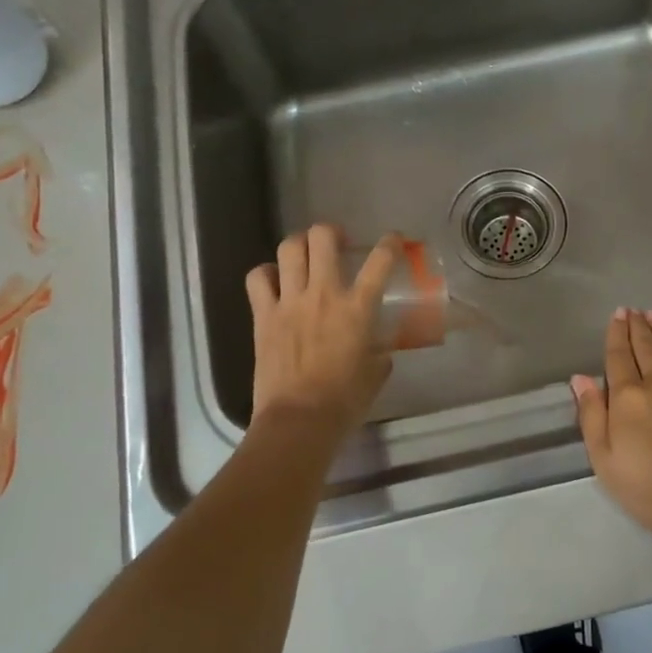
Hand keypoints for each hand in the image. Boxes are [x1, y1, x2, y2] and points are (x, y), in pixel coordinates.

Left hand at [246, 226, 398, 432]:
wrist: (298, 420)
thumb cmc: (344, 401)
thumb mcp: (375, 373)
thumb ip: (379, 352)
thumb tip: (379, 349)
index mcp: (357, 308)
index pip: (380, 261)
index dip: (391, 243)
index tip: (394, 241)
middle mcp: (323, 294)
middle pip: (322, 237)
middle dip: (331, 232)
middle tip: (337, 244)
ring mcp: (289, 302)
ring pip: (289, 249)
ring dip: (299, 245)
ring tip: (305, 255)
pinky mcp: (263, 316)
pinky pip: (257, 278)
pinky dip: (266, 273)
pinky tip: (274, 281)